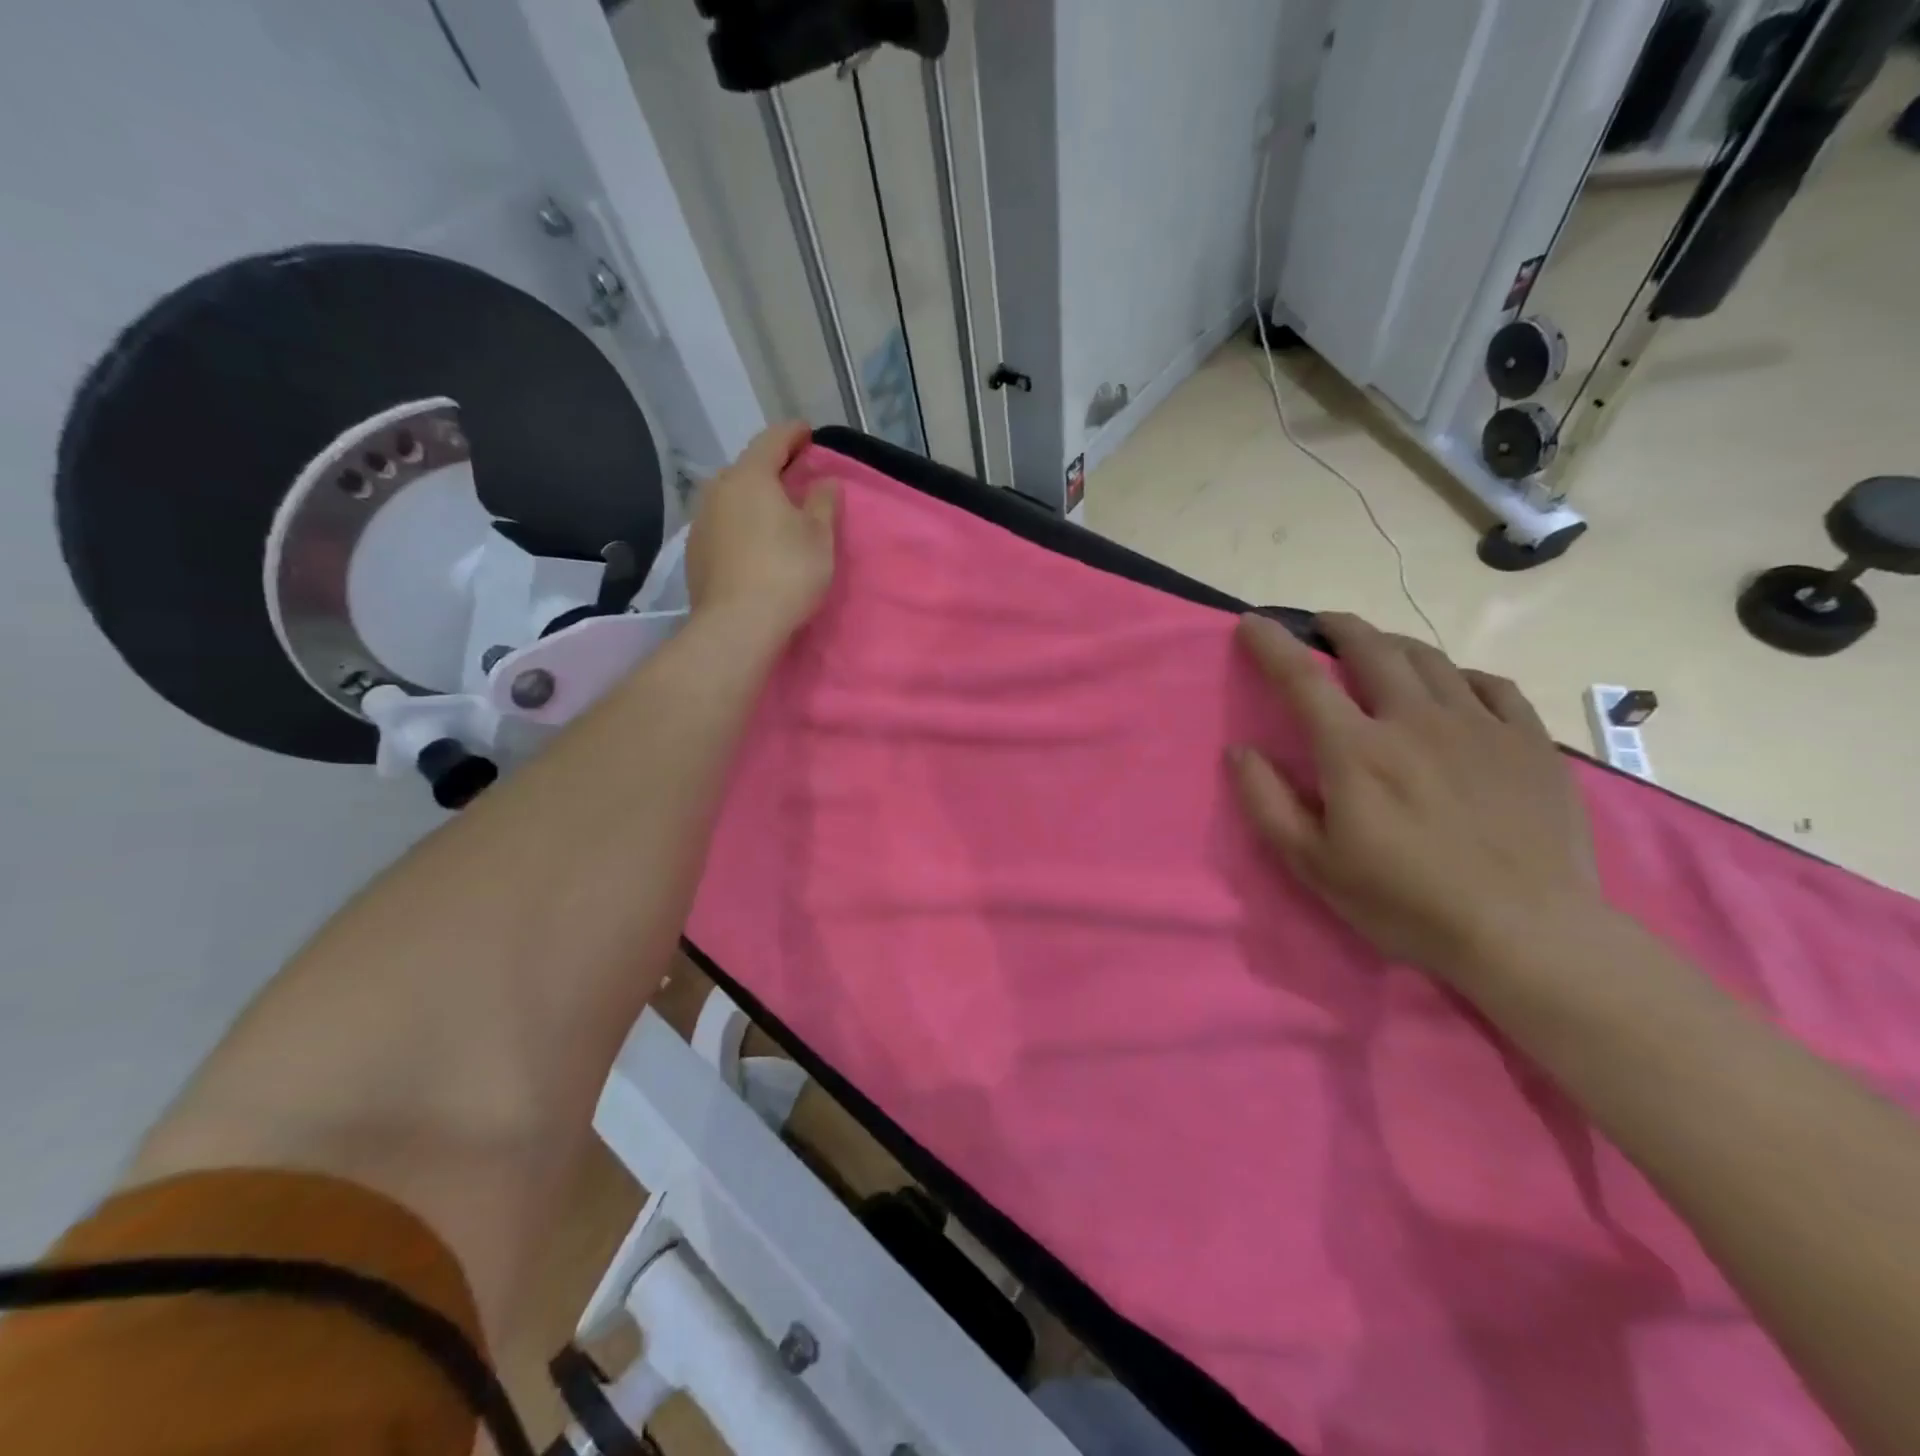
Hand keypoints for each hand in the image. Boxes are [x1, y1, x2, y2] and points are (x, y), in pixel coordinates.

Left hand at [686, 421, 837, 643]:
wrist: (736, 625)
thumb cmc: (786, 572)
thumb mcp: (819, 537)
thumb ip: (823, 503)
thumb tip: (825, 482)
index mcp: (751, 476)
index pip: (772, 440)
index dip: (793, 434)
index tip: (807, 433)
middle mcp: (718, 489)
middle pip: (747, 468)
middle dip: (771, 469)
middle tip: (794, 478)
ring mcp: (701, 521)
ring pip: (731, 497)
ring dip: (753, 499)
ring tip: (774, 514)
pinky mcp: (694, 552)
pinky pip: (722, 525)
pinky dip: (740, 525)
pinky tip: (753, 544)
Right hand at [1229, 612, 1601, 987]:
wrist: (1527, 934)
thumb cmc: (1405, 902)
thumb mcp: (1313, 864)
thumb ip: (1268, 802)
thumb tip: (1240, 751)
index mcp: (1356, 750)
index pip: (1302, 678)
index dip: (1272, 644)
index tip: (1253, 623)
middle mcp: (1415, 721)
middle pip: (1373, 649)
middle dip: (1340, 627)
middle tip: (1323, 624)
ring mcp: (1479, 726)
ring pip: (1430, 659)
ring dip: (1394, 644)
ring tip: (1380, 649)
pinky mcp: (1529, 743)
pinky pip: (1492, 685)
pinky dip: (1460, 675)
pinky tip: (1455, 686)